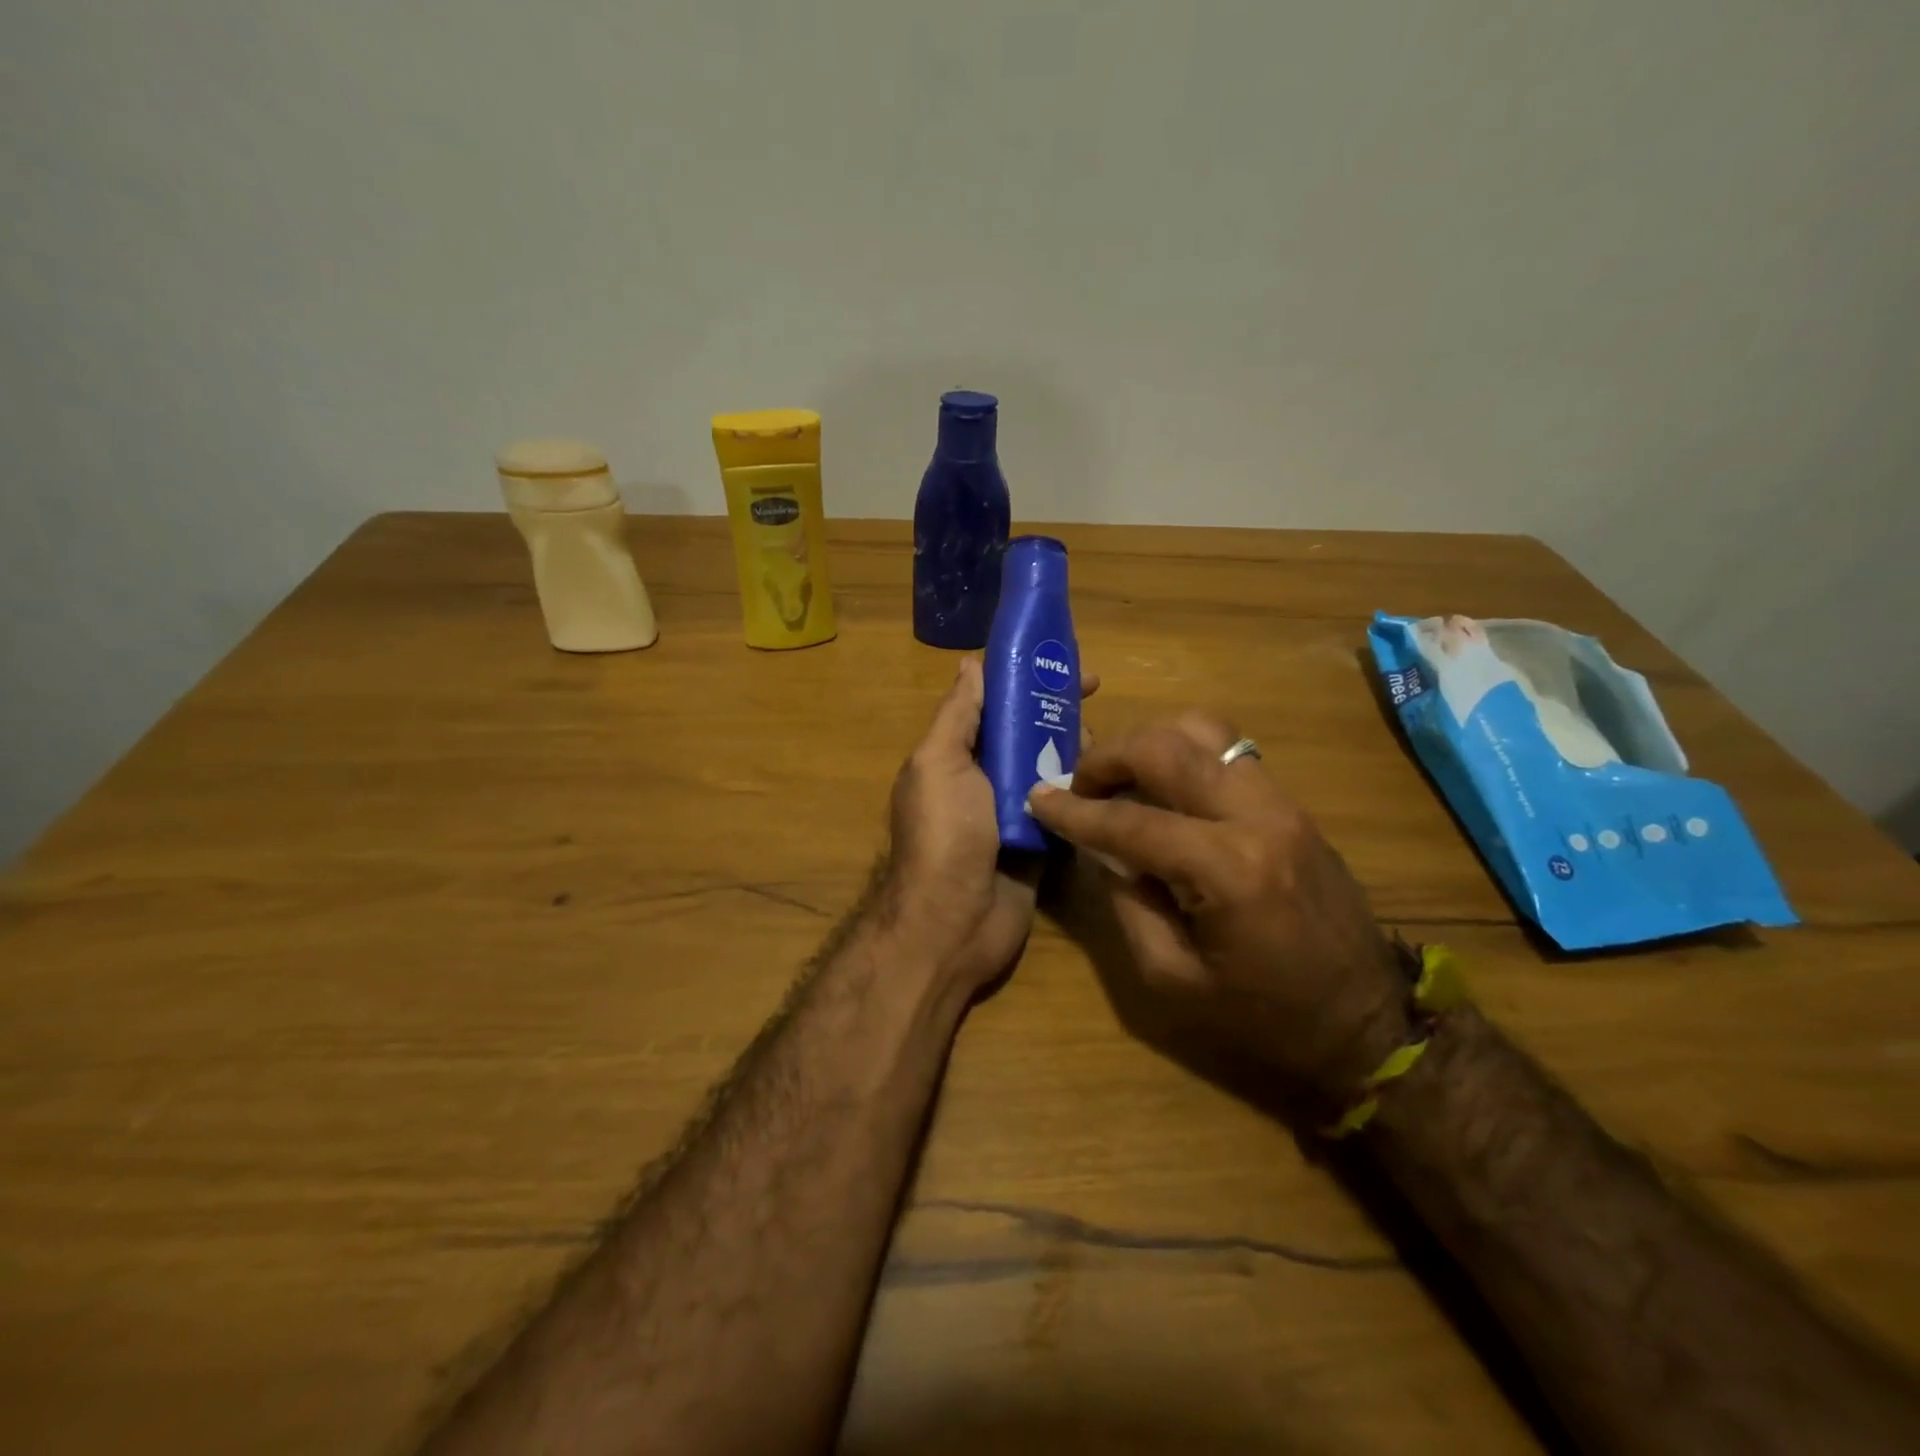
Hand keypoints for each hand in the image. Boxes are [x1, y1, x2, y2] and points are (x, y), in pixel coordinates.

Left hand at [878, 658, 1096, 997]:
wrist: (954, 924)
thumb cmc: (944, 835)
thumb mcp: (939, 764)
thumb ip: (957, 716)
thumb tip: (970, 663)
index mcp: (957, 754)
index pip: (994, 703)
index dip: (1024, 678)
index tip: (1061, 661)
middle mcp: (986, 778)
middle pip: (1028, 731)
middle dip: (1058, 709)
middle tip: (1095, 694)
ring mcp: (1016, 811)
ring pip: (1052, 765)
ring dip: (1076, 747)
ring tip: (1101, 739)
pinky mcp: (1043, 842)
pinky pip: (1067, 807)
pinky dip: (1085, 790)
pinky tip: (1113, 776)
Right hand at [1028, 711, 1407, 1105]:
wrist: (1369, 1023)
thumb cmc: (1265, 1018)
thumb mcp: (1173, 979)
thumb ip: (1127, 902)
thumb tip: (1101, 848)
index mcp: (1227, 870)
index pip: (1130, 820)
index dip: (1074, 809)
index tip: (1037, 797)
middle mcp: (1258, 817)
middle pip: (1168, 747)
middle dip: (1110, 757)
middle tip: (1079, 784)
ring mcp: (1283, 803)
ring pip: (1205, 730)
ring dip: (1151, 743)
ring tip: (1123, 778)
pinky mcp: (1293, 805)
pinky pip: (1230, 752)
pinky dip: (1185, 755)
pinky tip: (1165, 789)